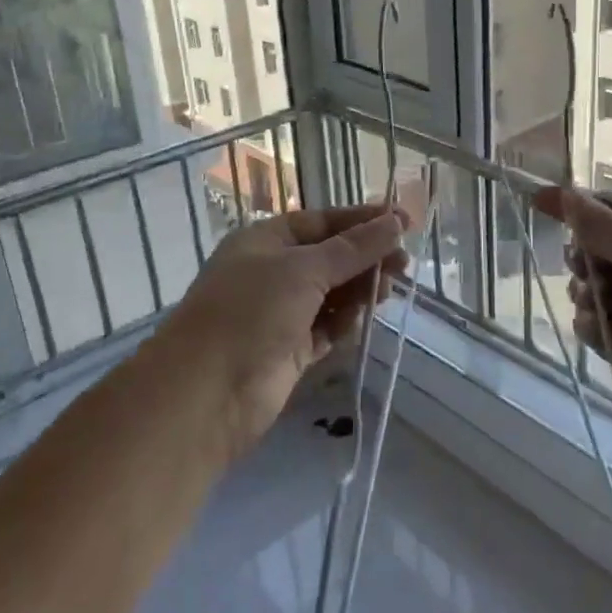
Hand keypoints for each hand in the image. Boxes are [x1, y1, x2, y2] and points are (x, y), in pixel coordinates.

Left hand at [154, 204, 408, 458]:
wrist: (208, 391)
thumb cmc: (251, 310)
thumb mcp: (304, 269)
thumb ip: (353, 248)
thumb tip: (394, 222)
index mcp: (266, 240)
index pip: (322, 222)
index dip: (363, 221)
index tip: (403, 222)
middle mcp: (273, 272)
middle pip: (331, 257)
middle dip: (366, 258)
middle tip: (403, 264)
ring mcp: (281, 312)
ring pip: (332, 293)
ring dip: (359, 290)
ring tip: (386, 292)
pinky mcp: (291, 349)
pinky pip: (327, 327)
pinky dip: (345, 322)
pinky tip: (363, 319)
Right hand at [533, 186, 611, 446]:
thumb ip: (604, 228)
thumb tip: (566, 194)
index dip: (580, 205)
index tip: (538, 202)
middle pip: (601, 250)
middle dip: (584, 254)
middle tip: (581, 265)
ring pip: (594, 288)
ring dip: (584, 290)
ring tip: (592, 301)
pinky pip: (596, 326)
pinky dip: (590, 325)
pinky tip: (595, 330)